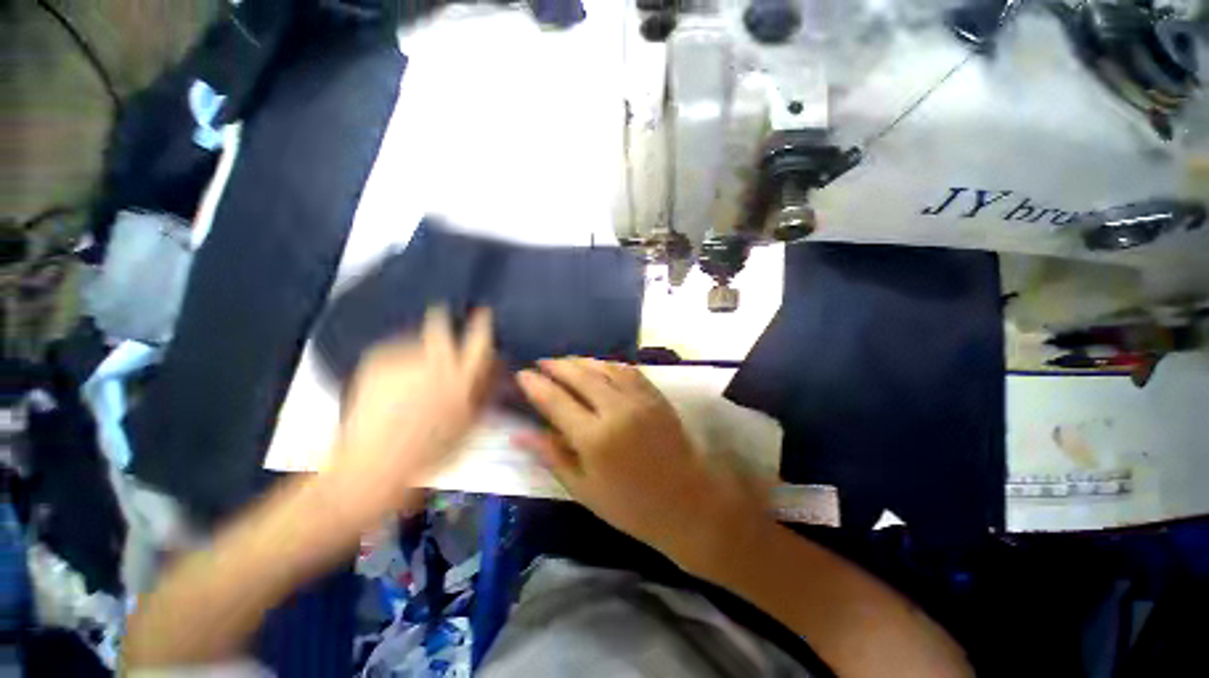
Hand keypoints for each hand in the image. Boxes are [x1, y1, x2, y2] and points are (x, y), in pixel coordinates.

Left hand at [328, 307, 494, 518]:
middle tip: (440, 323)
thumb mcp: (468, 424)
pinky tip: (390, 386)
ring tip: (410, 378)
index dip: (482, 323)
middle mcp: (432, 363)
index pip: (478, 341)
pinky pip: (391, 354)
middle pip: (439, 326)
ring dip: (417, 351)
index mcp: (460, 380)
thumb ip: (484, 390)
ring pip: (414, 342)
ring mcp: (400, 362)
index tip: (482, 312)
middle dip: (442, 320)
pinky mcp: (374, 364)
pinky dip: (395, 363)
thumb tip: (496, 365)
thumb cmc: (428, 454)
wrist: (372, 468)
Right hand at [514, 358, 767, 572]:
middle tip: (540, 363)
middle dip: (556, 365)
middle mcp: (616, 409)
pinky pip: (627, 370)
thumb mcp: (584, 489)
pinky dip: (607, 364)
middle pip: (579, 375)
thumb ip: (552, 455)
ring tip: (564, 362)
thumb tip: (519, 433)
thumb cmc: (631, 506)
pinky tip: (597, 366)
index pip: (556, 400)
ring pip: (603, 367)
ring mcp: (639, 398)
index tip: (522, 374)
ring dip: (580, 361)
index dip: (536, 384)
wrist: (688, 502)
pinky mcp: (655, 395)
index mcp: (595, 438)